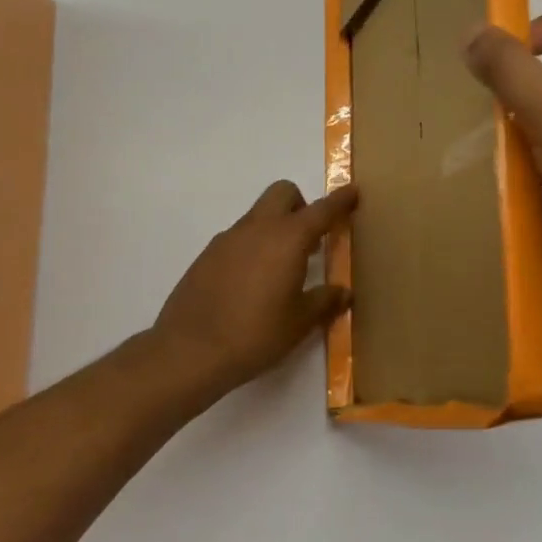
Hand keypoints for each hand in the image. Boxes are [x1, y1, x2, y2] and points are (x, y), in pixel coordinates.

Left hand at [152, 181, 357, 401]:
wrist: (189, 351)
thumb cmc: (255, 334)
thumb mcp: (299, 322)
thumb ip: (325, 301)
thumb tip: (343, 292)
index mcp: (287, 238)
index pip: (321, 210)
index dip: (340, 200)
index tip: (353, 191)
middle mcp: (257, 228)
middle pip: (283, 194)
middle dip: (301, 205)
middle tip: (310, 240)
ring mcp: (228, 239)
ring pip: (258, 215)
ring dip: (275, 228)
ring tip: (281, 270)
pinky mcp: (207, 255)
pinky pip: (238, 237)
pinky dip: (253, 247)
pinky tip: (251, 284)